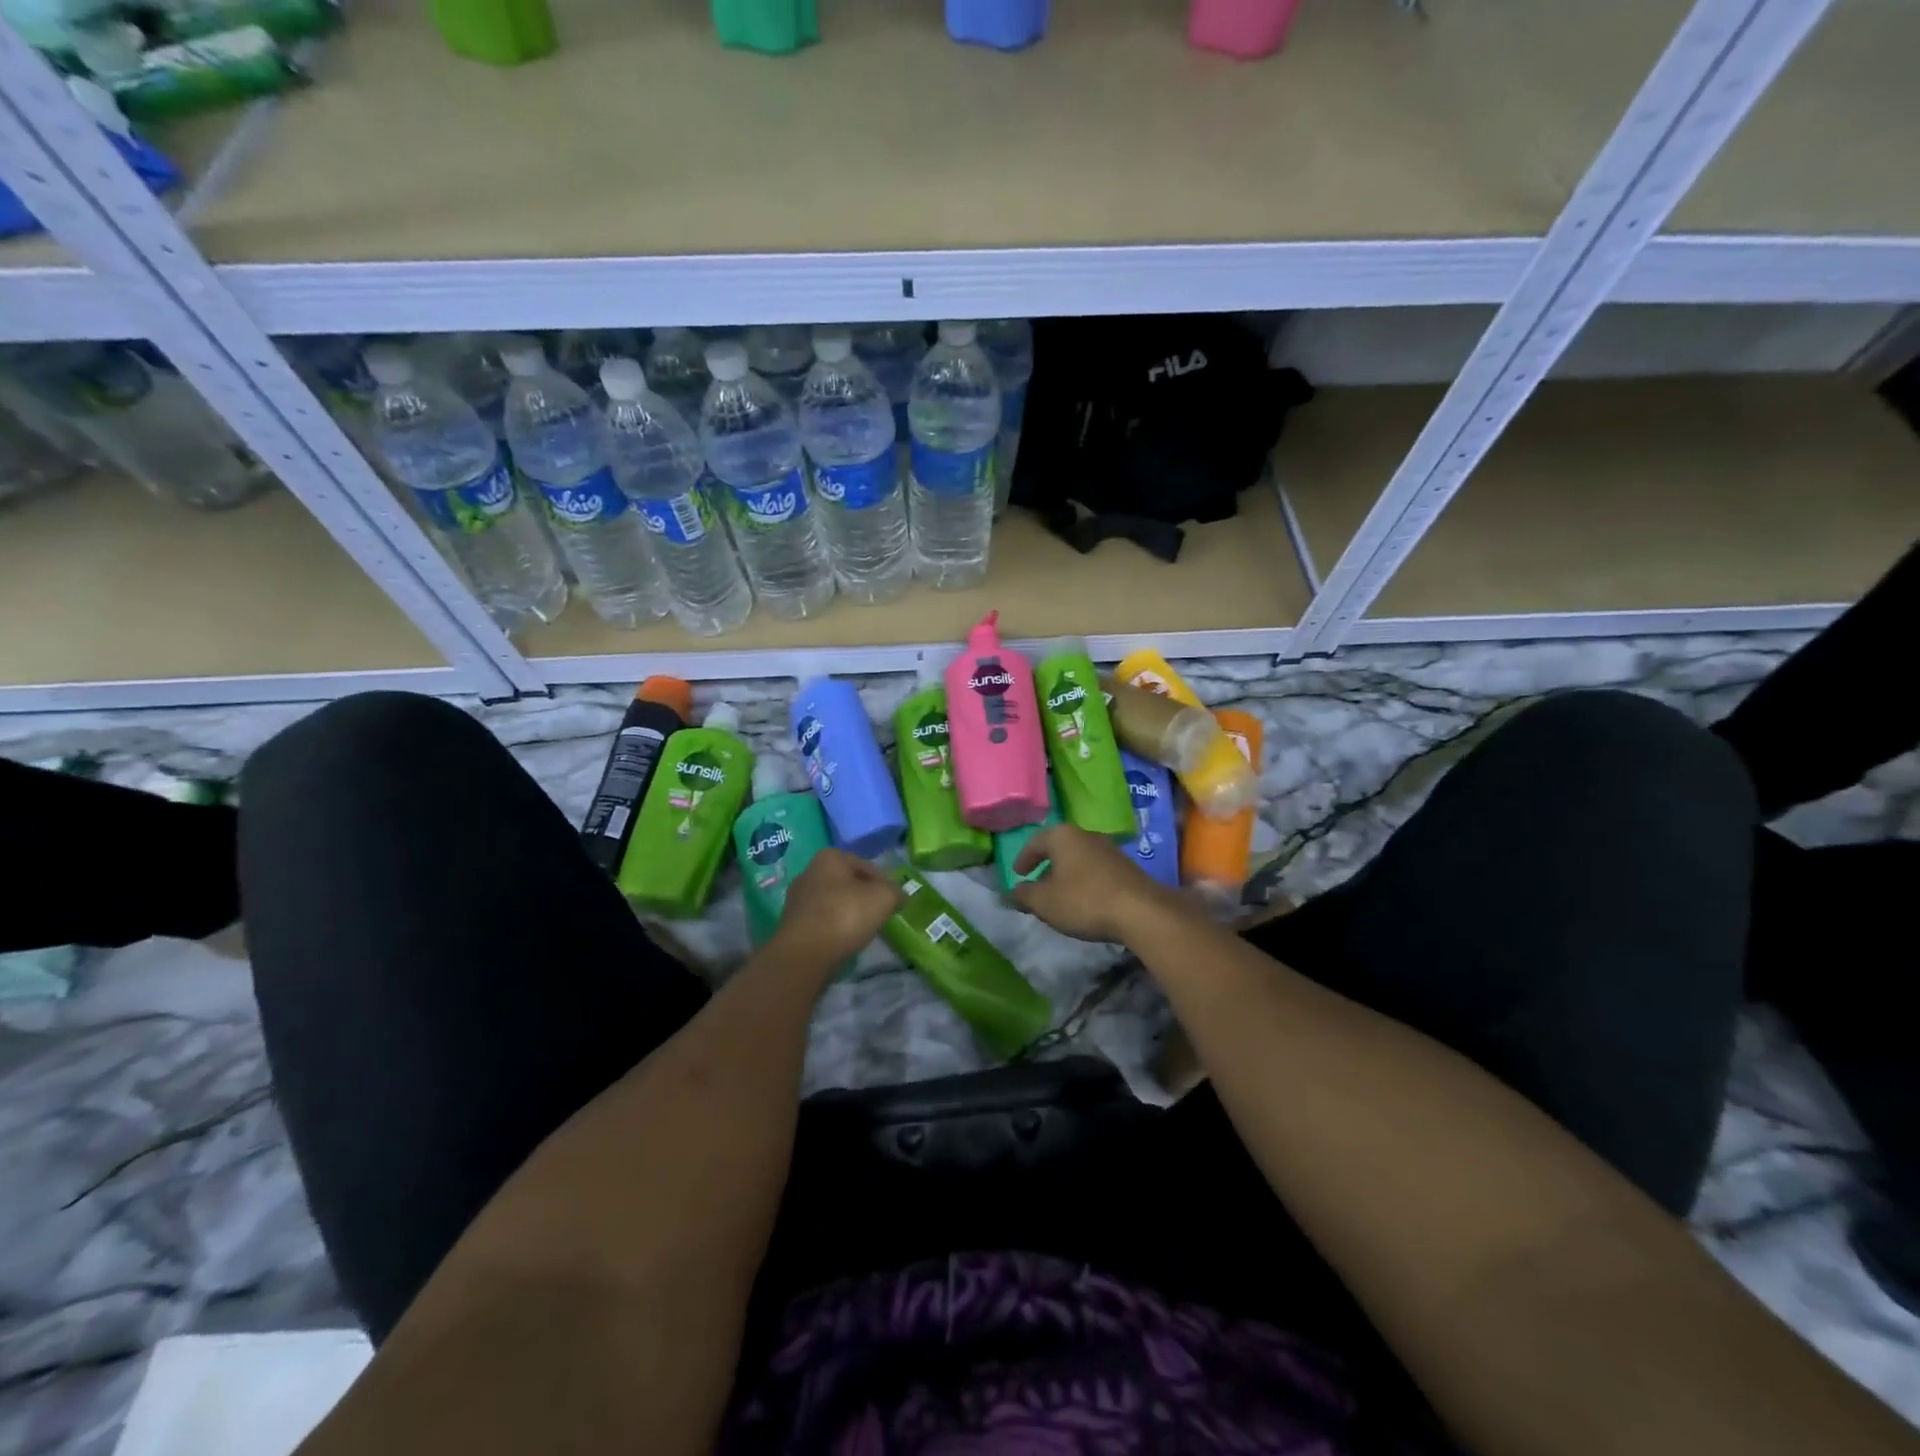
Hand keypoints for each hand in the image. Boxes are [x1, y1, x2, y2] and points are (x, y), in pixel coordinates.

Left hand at [772, 849, 903, 965]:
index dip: (884, 883)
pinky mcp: (791, 922)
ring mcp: (797, 898)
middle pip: (848, 882)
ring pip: (834, 901)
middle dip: (864, 896)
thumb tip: (898, 895)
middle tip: (880, 914)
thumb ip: (895, 891)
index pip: (867, 866)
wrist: (804, 954)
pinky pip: (821, 919)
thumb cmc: (845, 916)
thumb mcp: (883, 898)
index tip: (894, 901)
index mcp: (830, 857)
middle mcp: (809, 871)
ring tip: (863, 929)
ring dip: (848, 912)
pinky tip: (844, 939)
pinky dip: (834, 926)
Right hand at [1011, 824, 1185, 943]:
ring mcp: (1109, 849)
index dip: (1023, 859)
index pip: (1035, 842)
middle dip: (1046, 866)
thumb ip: (1023, 895)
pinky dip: (1085, 881)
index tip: (1018, 874)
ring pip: (1079, 858)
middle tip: (1037, 885)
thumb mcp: (1044, 902)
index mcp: (1062, 836)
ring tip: (1060, 896)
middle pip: (1059, 848)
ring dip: (1067, 874)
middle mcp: (1086, 835)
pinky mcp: (1126, 867)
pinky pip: (1096, 870)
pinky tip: (1085, 900)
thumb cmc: (1083, 900)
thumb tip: (1011, 892)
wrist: (1140, 911)